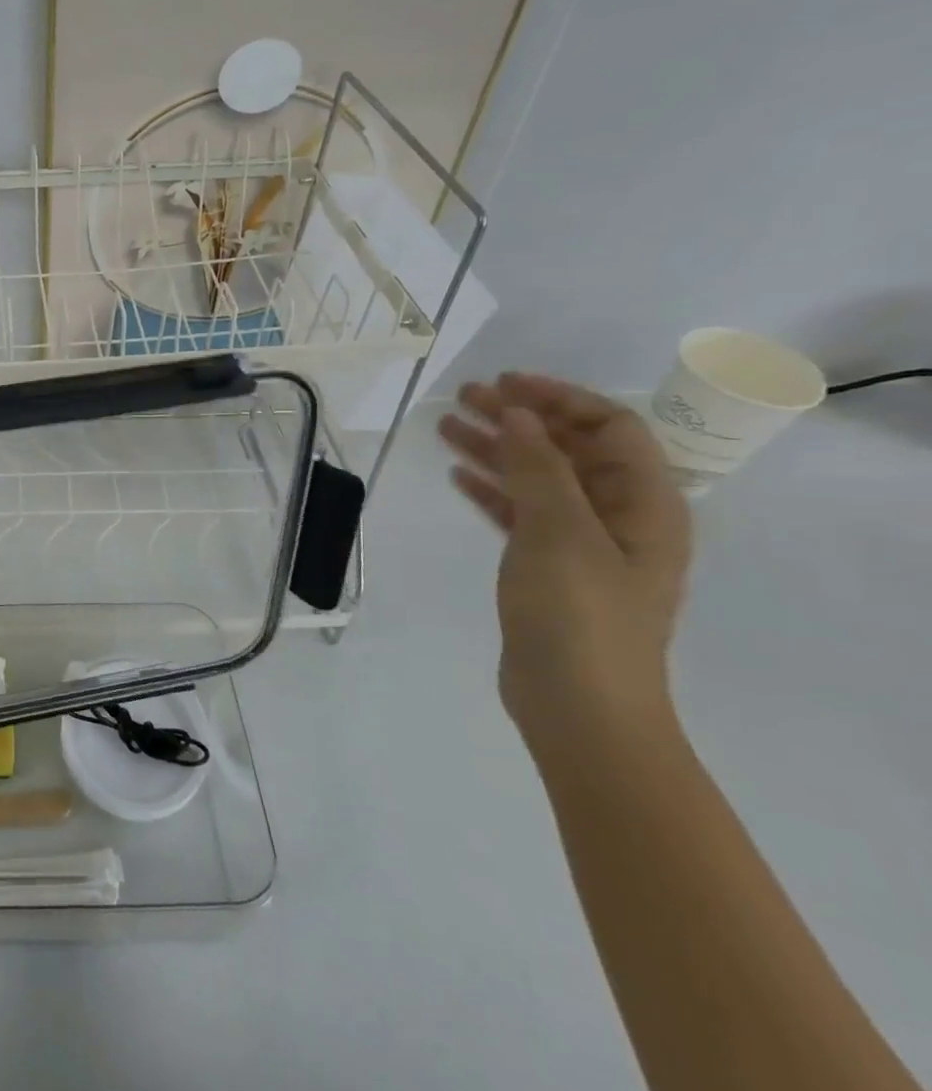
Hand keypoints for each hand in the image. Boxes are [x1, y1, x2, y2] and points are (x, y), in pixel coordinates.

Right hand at [438, 373, 692, 748]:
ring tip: (446, 427)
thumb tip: (520, 415)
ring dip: (497, 449)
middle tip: (464, 398)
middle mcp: (619, 517)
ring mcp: (582, 544)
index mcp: (644, 505)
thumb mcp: (560, 534)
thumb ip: (540, 470)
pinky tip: (458, 475)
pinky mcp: (548, 568)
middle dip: (519, 419)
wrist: (579, 706)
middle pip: (569, 450)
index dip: (559, 399)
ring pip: (537, 479)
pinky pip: (520, 512)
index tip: (504, 384)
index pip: (610, 428)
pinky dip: (492, 489)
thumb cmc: (580, 616)